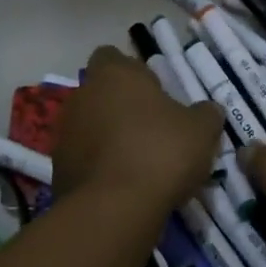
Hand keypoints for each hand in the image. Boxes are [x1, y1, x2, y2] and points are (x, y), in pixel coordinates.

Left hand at [53, 46, 224, 212]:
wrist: (114, 210)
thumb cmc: (160, 152)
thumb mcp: (201, 131)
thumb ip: (205, 114)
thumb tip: (208, 110)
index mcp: (114, 74)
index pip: (112, 57)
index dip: (132, 71)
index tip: (153, 91)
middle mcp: (82, 96)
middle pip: (100, 93)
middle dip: (121, 107)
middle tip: (152, 129)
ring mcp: (65, 133)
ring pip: (90, 127)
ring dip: (109, 138)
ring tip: (139, 163)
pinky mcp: (58, 169)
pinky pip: (84, 159)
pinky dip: (100, 167)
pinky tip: (123, 187)